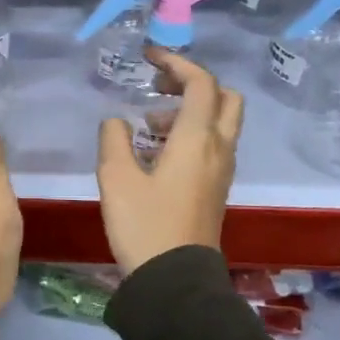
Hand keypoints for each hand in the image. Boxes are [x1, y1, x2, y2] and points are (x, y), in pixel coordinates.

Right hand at [96, 48, 241, 273]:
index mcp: (197, 139)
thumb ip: (114, 139)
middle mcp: (218, 148)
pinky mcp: (216, 189)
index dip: (176, 62)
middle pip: (225, 98)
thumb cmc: (144, 225)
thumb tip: (118, 122)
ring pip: (220, 122)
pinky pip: (212, 145)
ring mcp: (221, 170)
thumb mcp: (116, 178)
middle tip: (160, 87)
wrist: (174, 281)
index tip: (148, 57)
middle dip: (193, 83)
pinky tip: (156, 153)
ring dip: (189, 111)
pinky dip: (190, 134)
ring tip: (147, 125)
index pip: (201, 83)